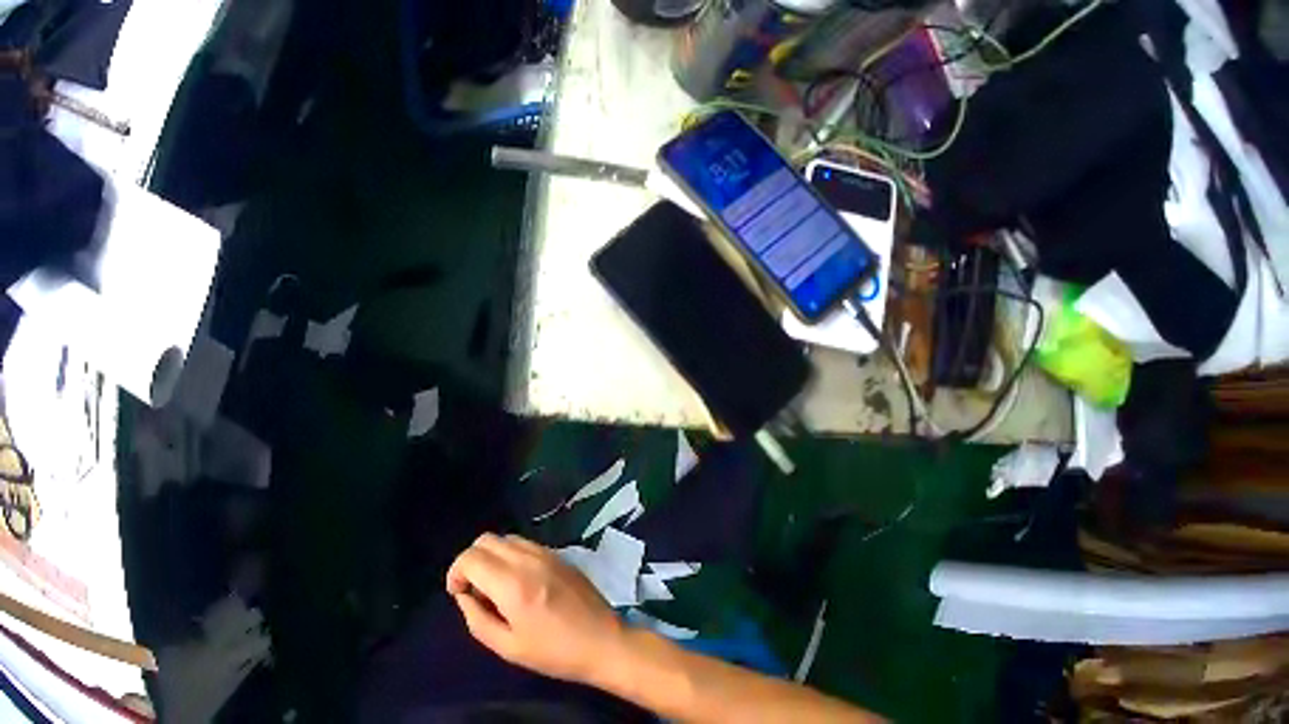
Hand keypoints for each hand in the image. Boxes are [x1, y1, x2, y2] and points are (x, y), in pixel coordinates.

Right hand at [446, 533, 625, 684]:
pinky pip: (527, 545)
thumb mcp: (508, 647)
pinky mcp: (564, 558)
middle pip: (484, 541)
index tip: (460, 594)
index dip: (456, 573)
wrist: (608, 647)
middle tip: (477, 591)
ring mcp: (549, 556)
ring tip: (498, 586)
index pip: (469, 558)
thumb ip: (477, 620)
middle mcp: (528, 561)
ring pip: (506, 539)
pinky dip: (513, 556)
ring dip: (493, 557)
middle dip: (472, 562)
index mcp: (512, 584)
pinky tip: (522, 583)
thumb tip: (465, 598)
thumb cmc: (556, 653)